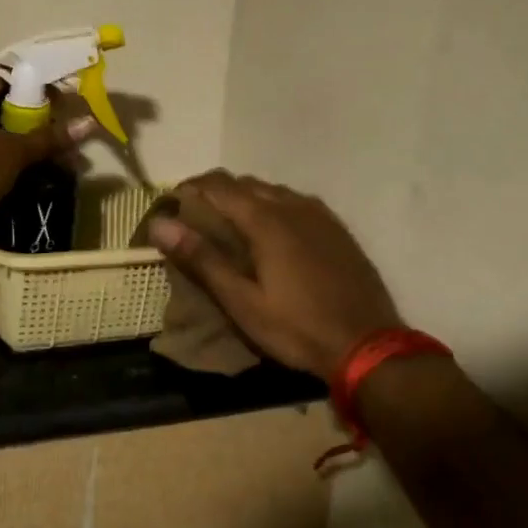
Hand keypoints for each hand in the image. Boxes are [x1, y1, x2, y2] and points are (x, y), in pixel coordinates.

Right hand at [148, 171, 402, 379]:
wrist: (368, 344)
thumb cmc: (297, 327)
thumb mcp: (242, 302)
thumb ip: (202, 259)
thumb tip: (160, 224)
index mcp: (266, 219)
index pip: (219, 185)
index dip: (190, 188)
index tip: (171, 204)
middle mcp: (293, 205)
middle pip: (245, 183)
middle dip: (216, 193)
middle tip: (196, 220)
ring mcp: (320, 215)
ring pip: (273, 191)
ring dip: (246, 199)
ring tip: (229, 227)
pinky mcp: (337, 229)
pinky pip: (297, 203)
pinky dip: (274, 208)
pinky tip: (272, 234)